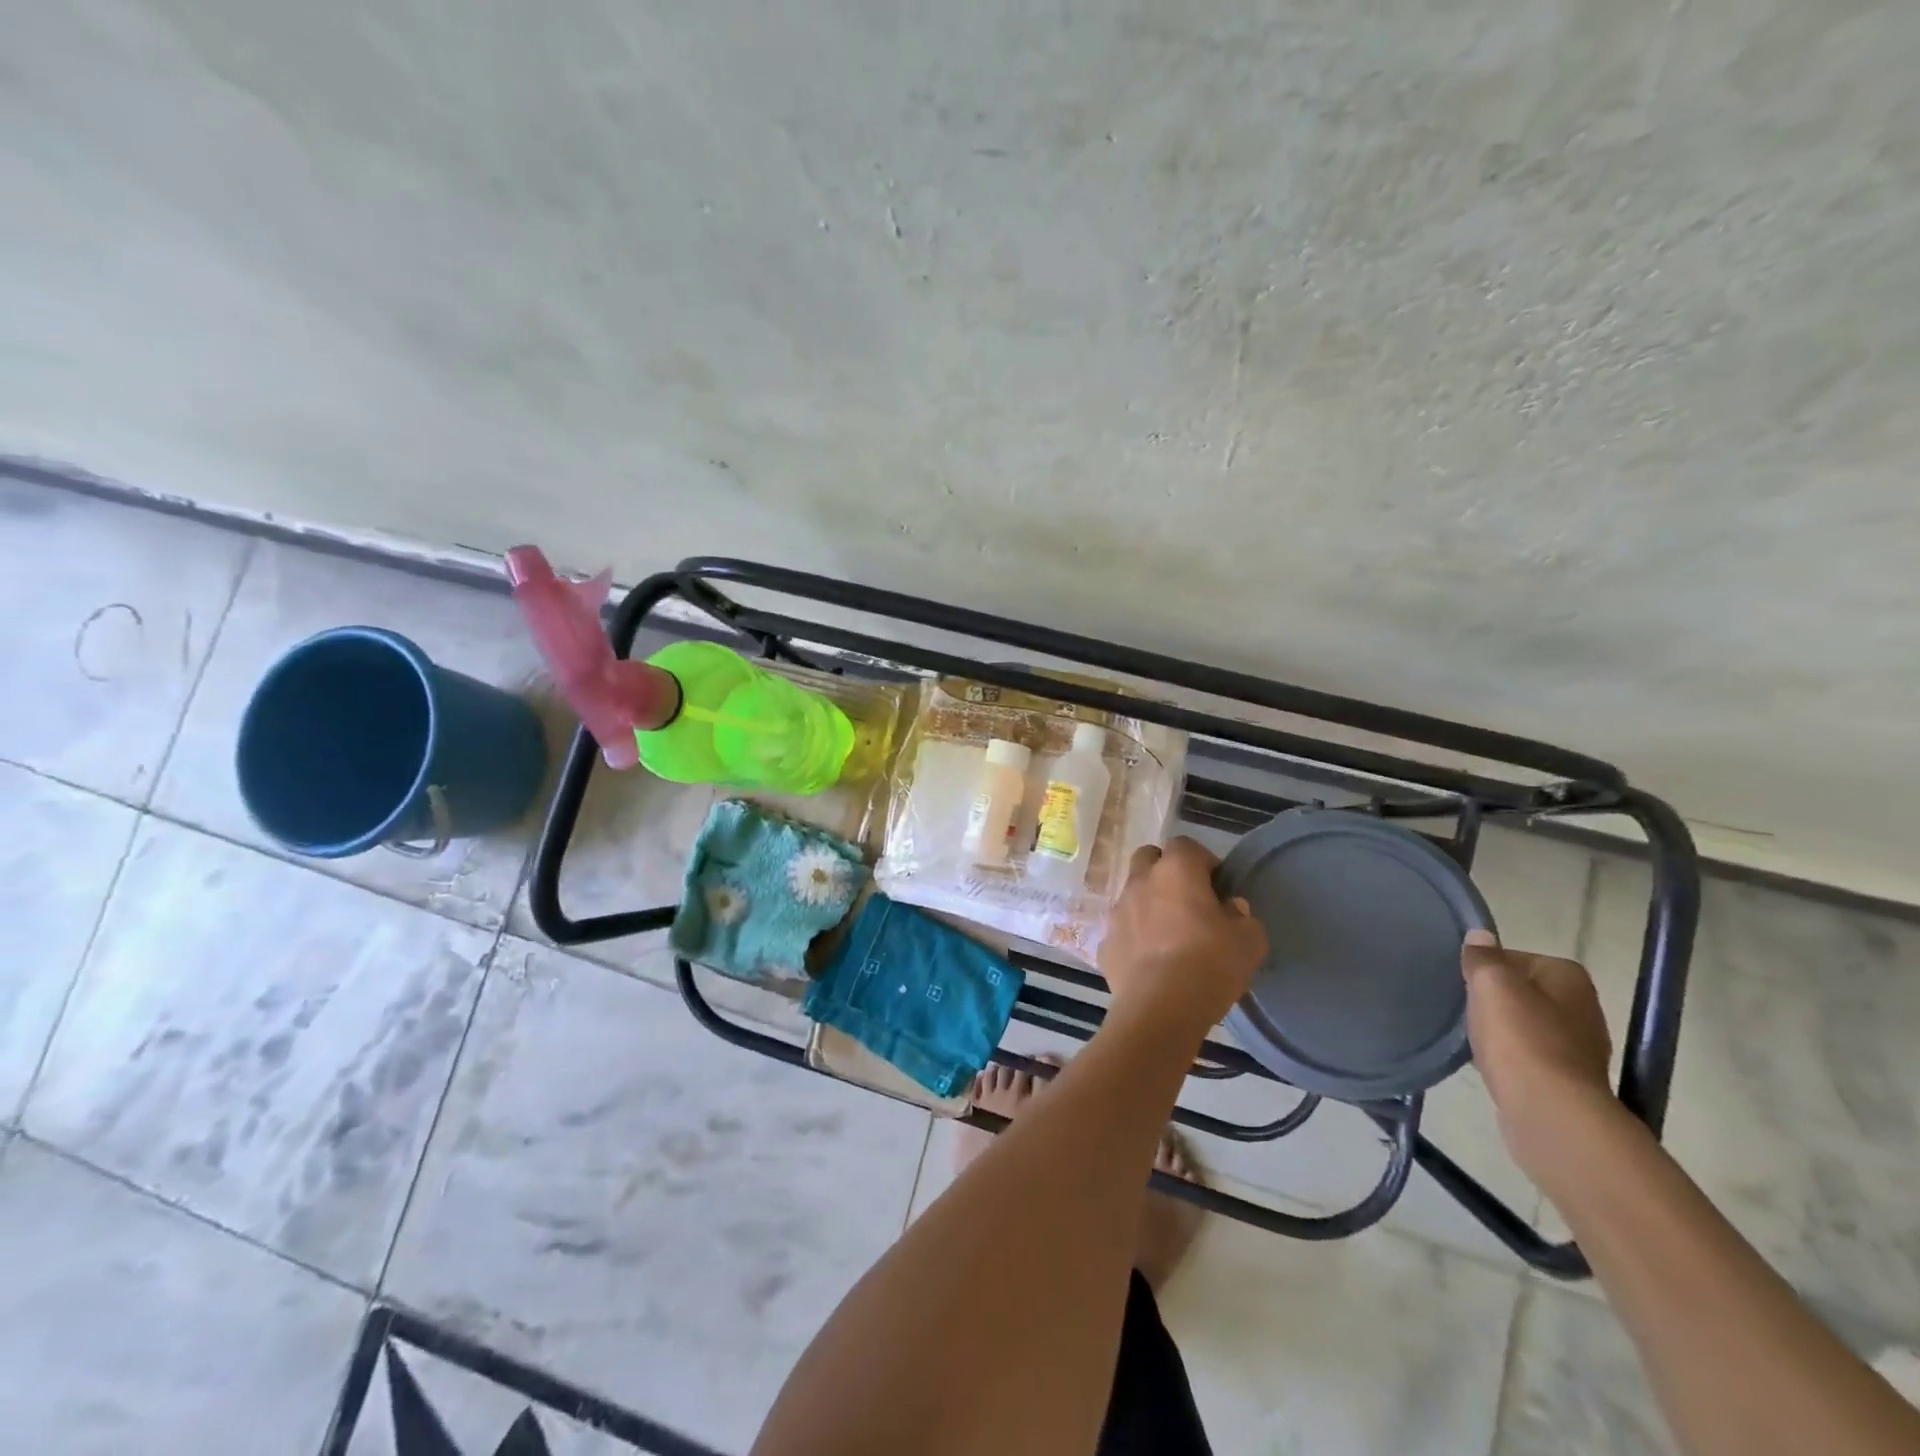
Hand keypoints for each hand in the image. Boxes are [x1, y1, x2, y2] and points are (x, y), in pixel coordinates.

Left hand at [1098, 837, 1267, 1041]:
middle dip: (1166, 872)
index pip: (1185, 845)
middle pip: (1149, 859)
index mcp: (1175, 871)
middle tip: (1188, 901)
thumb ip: (1243, 918)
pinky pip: (1123, 931)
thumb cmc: (1210, 964)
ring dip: (1149, 905)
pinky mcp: (1105, 943)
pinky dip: (1135, 938)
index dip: (1202, 861)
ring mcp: (1117, 912)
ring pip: (1132, 895)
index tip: (1217, 886)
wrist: (1160, 1007)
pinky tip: (1151, 962)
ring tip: (1169, 935)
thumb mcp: (1249, 942)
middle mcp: (1140, 882)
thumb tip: (1232, 909)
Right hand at [1461, 929, 1620, 1173]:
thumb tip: (1480, 935)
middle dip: (1495, 998)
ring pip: (1526, 1024)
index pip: (1517, 957)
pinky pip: (1528, 1054)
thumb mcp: (1491, 984)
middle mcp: (1584, 1007)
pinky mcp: (1568, 1079)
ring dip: (1501, 1028)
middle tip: (1465, 1007)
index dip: (1487, 967)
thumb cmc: (1520, 1038)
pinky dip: (1509, 1055)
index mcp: (1570, 977)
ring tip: (1473, 1036)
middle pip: (1524, 991)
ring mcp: (1580, 1047)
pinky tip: (1489, 1062)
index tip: (1465, 981)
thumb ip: (1483, 957)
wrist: (1550, 1110)